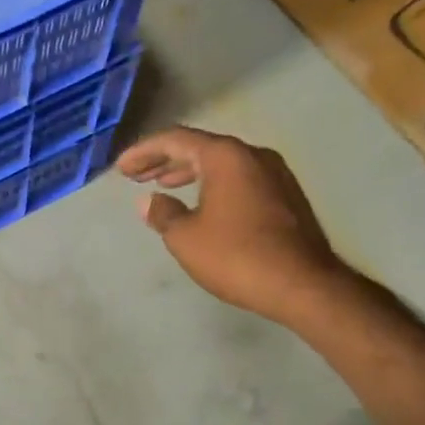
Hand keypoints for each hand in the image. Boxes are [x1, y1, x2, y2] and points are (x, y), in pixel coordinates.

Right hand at [118, 127, 348, 324]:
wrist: (303, 285)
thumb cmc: (236, 255)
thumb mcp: (185, 237)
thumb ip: (162, 214)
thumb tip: (149, 202)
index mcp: (226, 156)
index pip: (176, 139)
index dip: (143, 151)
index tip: (121, 168)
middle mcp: (253, 155)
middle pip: (200, 147)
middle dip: (164, 160)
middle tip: (137, 175)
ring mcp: (275, 175)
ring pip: (222, 164)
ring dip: (189, 172)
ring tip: (164, 186)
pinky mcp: (286, 197)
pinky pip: (239, 179)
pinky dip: (213, 184)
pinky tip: (201, 203)